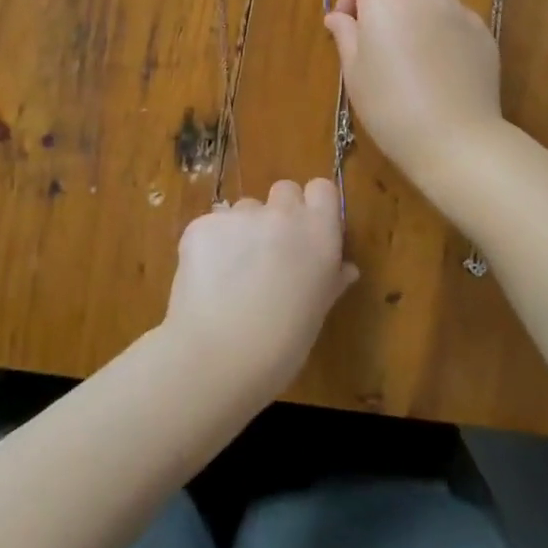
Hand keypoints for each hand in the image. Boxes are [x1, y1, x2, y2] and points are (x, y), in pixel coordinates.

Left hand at [162, 179, 356, 402]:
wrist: (217, 357)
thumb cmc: (281, 346)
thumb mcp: (317, 313)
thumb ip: (330, 281)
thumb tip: (345, 268)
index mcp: (319, 233)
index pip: (321, 189)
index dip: (313, 206)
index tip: (307, 231)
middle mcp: (282, 214)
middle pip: (284, 190)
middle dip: (278, 213)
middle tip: (269, 252)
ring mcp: (240, 215)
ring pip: (244, 209)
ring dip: (242, 230)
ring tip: (230, 273)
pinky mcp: (202, 224)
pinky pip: (212, 226)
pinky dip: (210, 245)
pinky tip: (206, 279)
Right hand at [323, 0, 504, 185]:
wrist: (454, 138)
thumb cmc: (390, 107)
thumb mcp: (354, 73)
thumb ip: (346, 35)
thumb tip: (338, 17)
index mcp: (384, 0)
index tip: (347, 22)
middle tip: (377, 26)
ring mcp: (457, 10)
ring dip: (416, 0)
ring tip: (409, 37)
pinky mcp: (481, 30)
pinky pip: (457, 12)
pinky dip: (442, 22)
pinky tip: (439, 57)